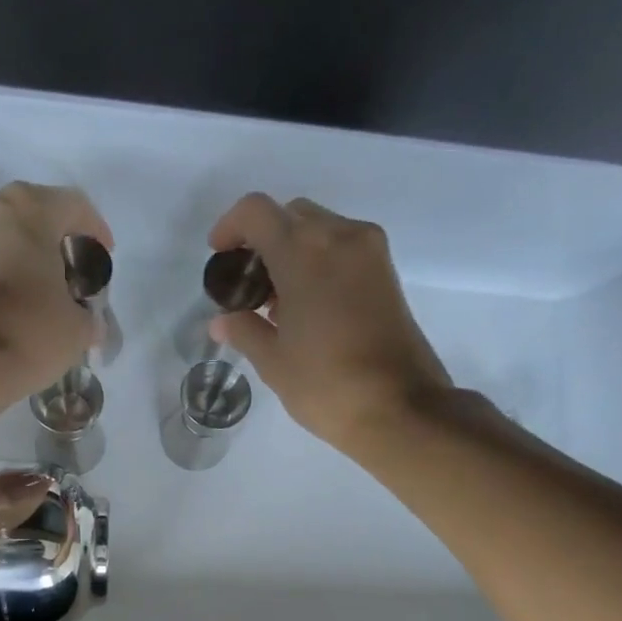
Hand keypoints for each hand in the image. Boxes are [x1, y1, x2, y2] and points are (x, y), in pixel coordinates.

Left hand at [0, 182, 110, 395]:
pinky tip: (14, 301)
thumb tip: (87, 320)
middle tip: (73, 276)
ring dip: (26, 255)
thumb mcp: (79, 327)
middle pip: (34, 214)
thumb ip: (89, 313)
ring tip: (42, 292)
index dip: (95, 231)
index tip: (103, 259)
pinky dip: (0, 270)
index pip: (74, 206)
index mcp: (28, 208)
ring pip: (4, 233)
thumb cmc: (29, 332)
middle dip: (57, 242)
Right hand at [207, 194, 452, 450]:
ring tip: (277, 301)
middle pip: (290, 215)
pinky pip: (344, 249)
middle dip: (264, 240)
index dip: (230, 226)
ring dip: (293, 251)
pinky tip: (308, 306)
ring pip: (320, 230)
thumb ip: (245, 330)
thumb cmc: (327, 385)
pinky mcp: (388, 273)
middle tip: (249, 283)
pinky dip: (320, 262)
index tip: (220, 256)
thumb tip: (222, 321)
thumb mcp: (274, 362)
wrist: (401, 409)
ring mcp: (370, 252)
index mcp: (303, 252)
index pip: (256, 211)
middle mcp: (340, 237)